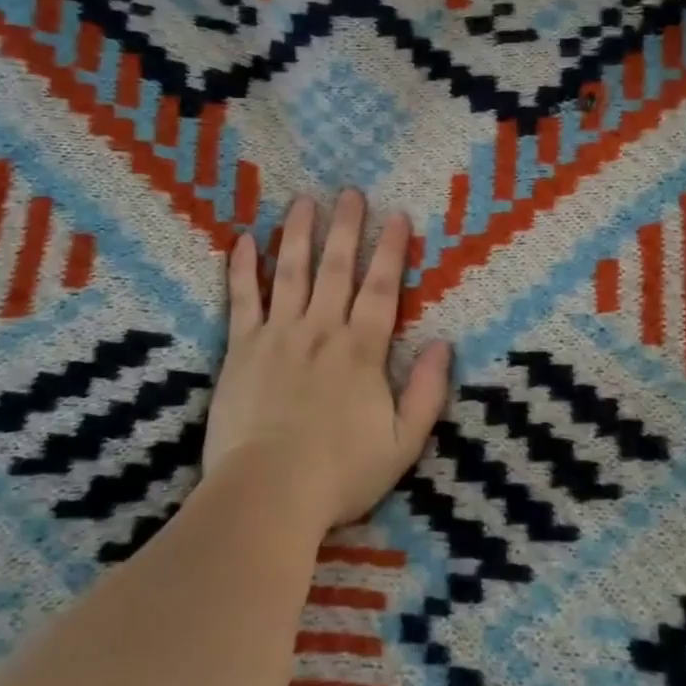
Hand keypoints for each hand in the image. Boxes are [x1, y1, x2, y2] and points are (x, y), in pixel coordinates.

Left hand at [204, 191, 452, 532]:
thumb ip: (428, 392)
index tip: (397, 216)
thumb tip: (444, 344)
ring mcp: (278, 335)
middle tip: (350, 192)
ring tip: (304, 201)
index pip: (382, 288)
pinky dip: (242, 268)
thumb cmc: (340, 474)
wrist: (268, 493)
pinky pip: (242, 299)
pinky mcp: (241, 349)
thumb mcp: (403, 443)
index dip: (391, 250)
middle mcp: (322, 330)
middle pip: (336, 267)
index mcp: (362, 350)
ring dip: (298, 233)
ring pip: (290, 271)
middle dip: (346, 227)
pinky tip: (244, 240)